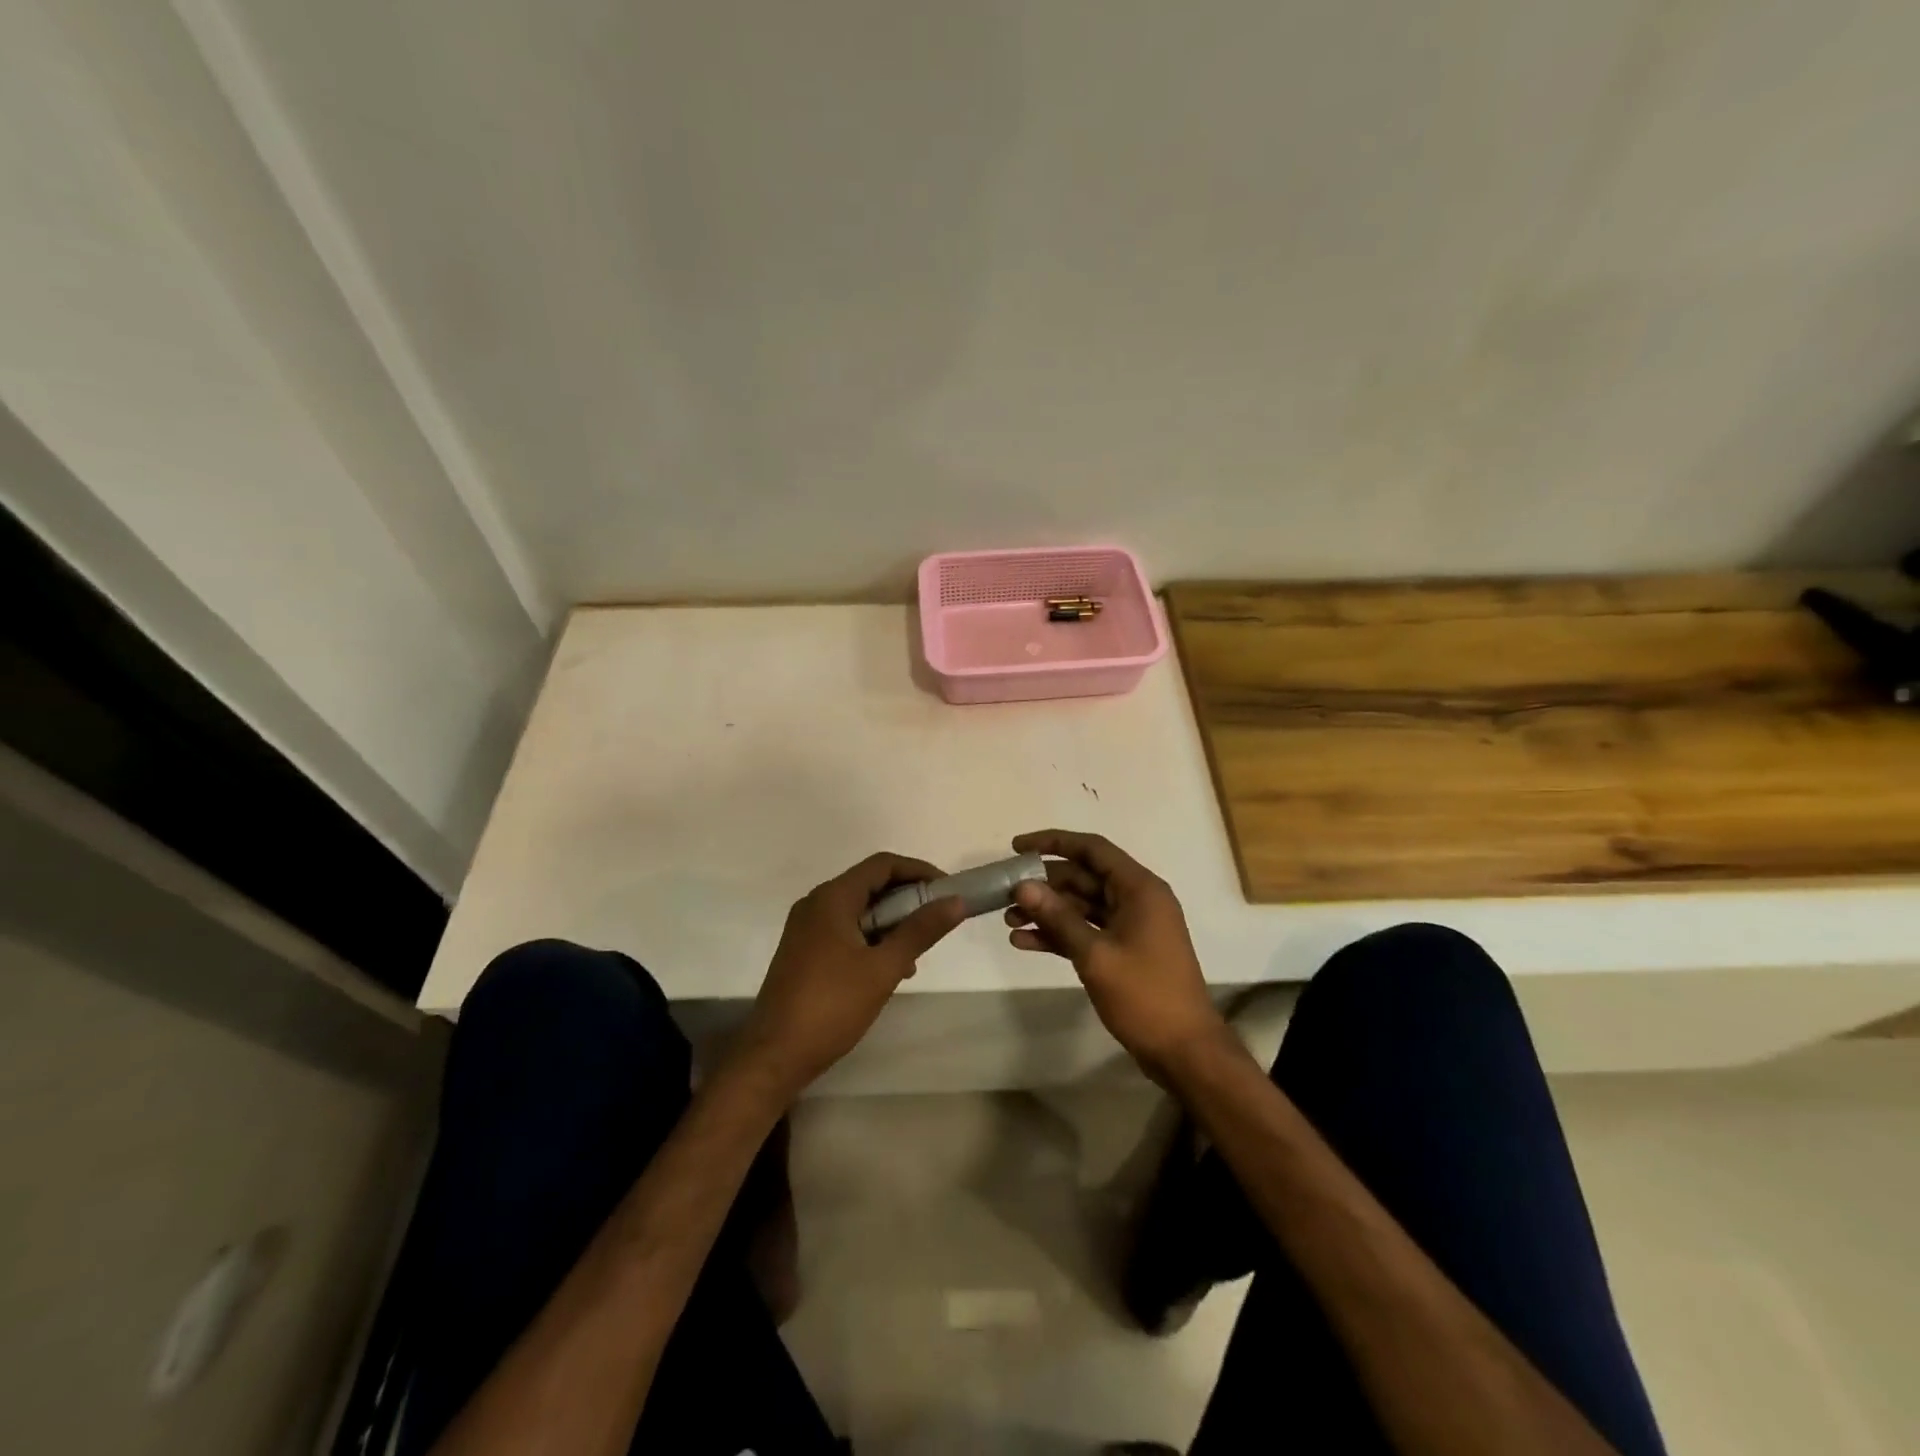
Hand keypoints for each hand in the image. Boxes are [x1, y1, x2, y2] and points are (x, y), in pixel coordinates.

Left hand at [734, 853, 964, 1100]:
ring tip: (915, 955)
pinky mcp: (804, 951)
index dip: (919, 871)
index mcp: (832, 898)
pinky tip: (889, 970)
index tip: (948, 892)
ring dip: (891, 923)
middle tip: (936, 923)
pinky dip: (871, 939)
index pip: (883, 865)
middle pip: (870, 885)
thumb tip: (956, 901)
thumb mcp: (883, 967)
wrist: (774, 1055)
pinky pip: (845, 930)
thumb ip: (920, 931)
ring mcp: (807, 928)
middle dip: (907, 900)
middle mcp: (816, 904)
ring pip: (859, 910)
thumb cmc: (831, 1006)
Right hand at [1005, 829, 1227, 1081]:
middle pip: (1083, 877)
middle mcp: (1136, 899)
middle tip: (1004, 893)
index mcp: (1139, 888)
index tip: (1017, 848)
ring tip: (1008, 922)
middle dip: (1043, 885)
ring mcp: (1130, 926)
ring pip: (1081, 906)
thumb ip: (1058, 917)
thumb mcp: (1096, 954)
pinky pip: (1086, 931)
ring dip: (1047, 912)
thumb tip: (1022, 886)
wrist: (1184, 1051)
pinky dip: (1058, 934)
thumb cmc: (1145, 996)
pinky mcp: (1123, 950)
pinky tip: (1024, 943)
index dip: (1053, 842)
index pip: (1092, 849)